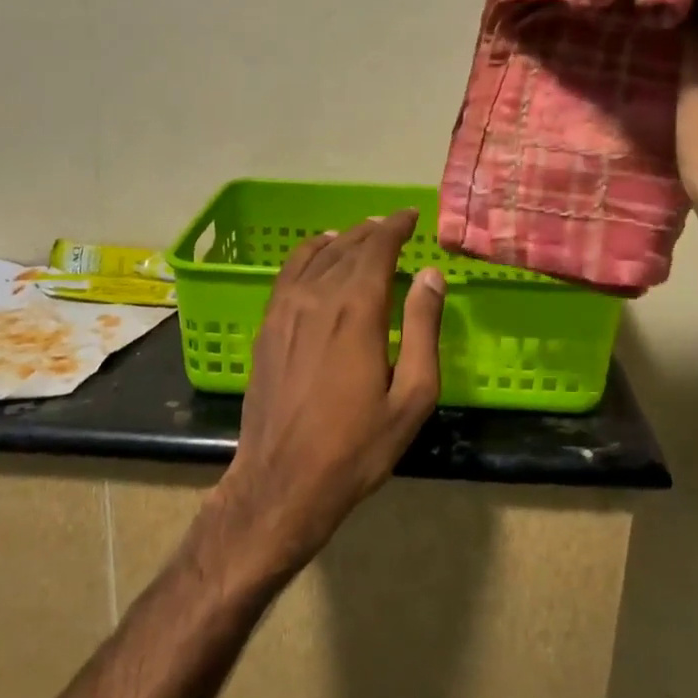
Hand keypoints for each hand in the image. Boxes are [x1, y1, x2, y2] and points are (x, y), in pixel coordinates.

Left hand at [207, 210, 445, 578]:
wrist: (282, 481)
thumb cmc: (357, 445)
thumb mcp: (411, 395)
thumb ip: (423, 329)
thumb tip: (430, 275)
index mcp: (357, 310)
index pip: (377, 248)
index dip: (395, 227)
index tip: (411, 216)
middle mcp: (317, 297)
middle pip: (347, 247)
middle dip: (373, 231)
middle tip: (393, 225)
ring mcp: (285, 310)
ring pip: (316, 256)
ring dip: (342, 239)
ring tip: (361, 233)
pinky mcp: (267, 326)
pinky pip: (288, 273)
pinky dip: (307, 254)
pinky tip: (317, 254)